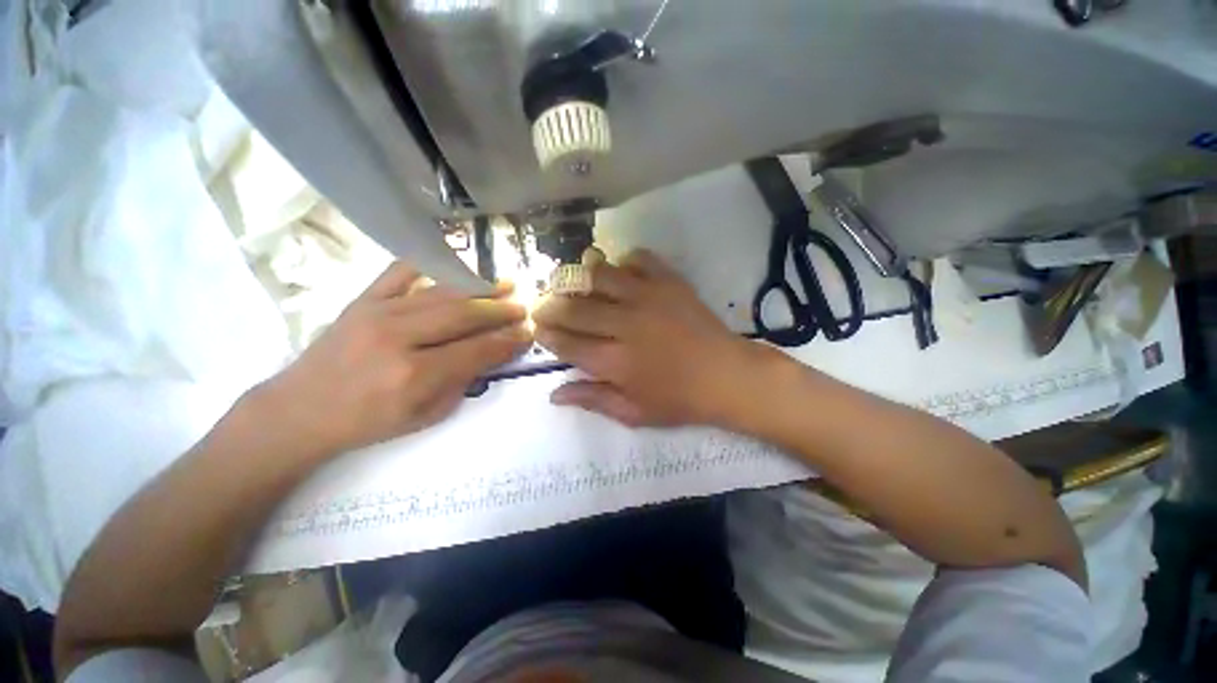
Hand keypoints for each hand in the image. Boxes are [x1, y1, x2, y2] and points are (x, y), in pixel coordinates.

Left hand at [259, 262, 531, 455]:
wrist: (300, 410)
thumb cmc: (368, 422)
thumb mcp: (426, 416)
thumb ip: (463, 382)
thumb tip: (492, 353)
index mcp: (414, 375)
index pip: (477, 349)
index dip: (508, 340)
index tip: (528, 332)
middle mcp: (398, 338)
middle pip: (463, 315)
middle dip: (500, 309)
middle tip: (522, 306)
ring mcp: (377, 312)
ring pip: (442, 293)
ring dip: (479, 288)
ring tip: (504, 284)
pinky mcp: (362, 299)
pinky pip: (401, 271)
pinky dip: (432, 263)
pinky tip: (456, 261)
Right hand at [533, 249, 760, 426]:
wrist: (727, 376)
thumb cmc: (680, 400)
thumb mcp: (634, 413)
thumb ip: (593, 400)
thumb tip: (554, 394)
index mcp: (616, 362)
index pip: (568, 343)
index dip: (547, 335)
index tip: (539, 329)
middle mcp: (626, 325)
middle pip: (575, 308)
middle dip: (551, 305)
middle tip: (542, 304)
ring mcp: (648, 298)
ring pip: (600, 276)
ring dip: (578, 277)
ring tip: (570, 281)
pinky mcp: (669, 282)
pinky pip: (638, 259)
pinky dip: (622, 261)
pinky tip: (617, 271)